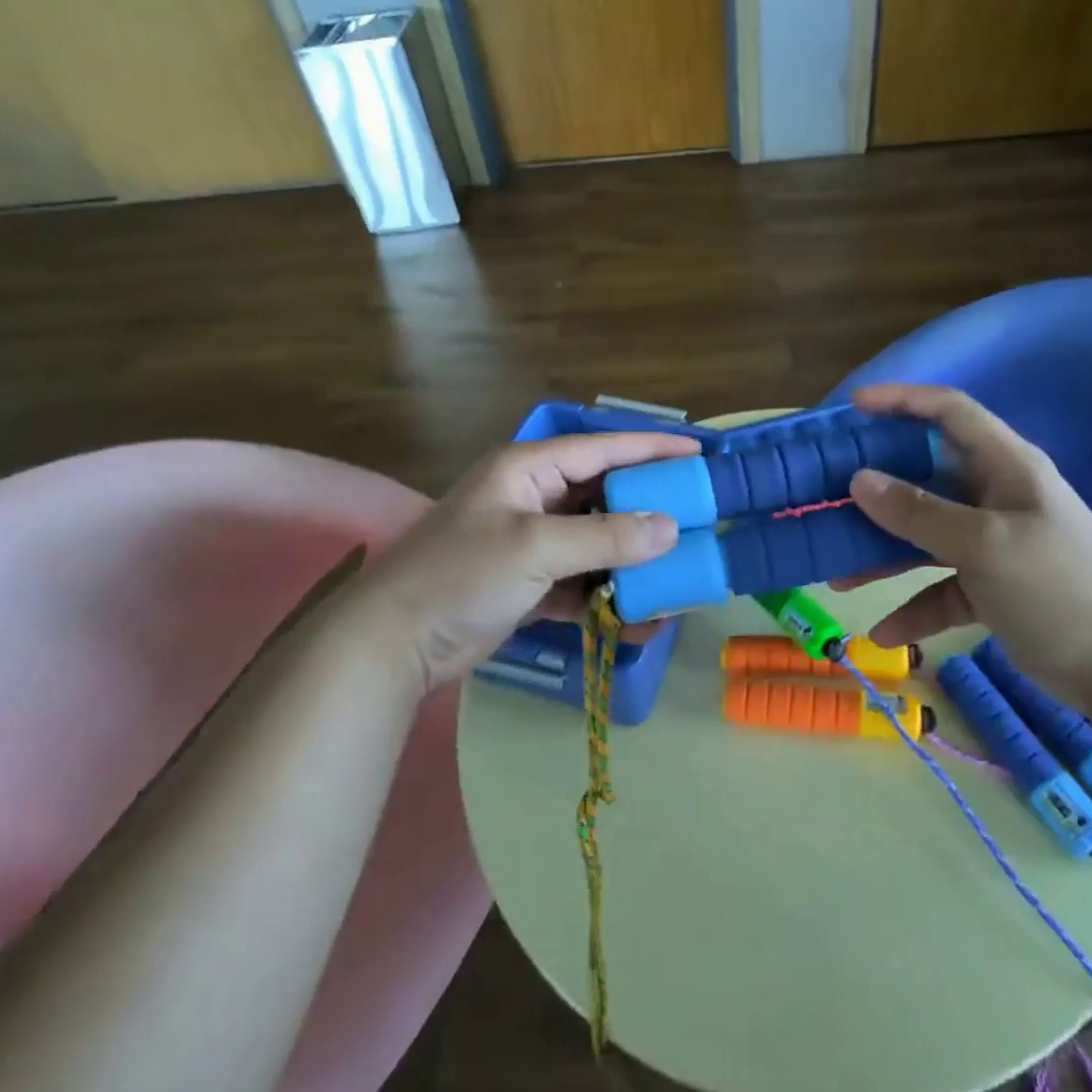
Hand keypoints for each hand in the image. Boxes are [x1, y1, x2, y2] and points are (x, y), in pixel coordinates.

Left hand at [348, 432, 698, 688]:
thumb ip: (606, 537)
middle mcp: (533, 497)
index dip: (652, 448)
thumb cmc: (462, 574)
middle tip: (700, 513)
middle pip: (604, 494)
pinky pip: (581, 580)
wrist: (392, 643)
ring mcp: (531, 542)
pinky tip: (642, 612)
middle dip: (649, 506)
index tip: (700, 453)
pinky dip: (608, 594)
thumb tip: (671, 528)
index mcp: (529, 468)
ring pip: (596, 539)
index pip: (603, 448)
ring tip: (679, 566)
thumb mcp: (536, 547)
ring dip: (632, 556)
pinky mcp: (529, 582)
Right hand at [846, 384, 1091, 709]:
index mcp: (1003, 466)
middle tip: (824, 494)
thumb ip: (919, 513)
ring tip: (835, 574)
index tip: (850, 409)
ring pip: (923, 535)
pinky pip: (939, 586)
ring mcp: (991, 542)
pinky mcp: (991, 586)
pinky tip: (885, 635)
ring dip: (882, 553)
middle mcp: (994, 495)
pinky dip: (913, 606)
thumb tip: (858, 479)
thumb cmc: (1062, 588)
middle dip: (874, 486)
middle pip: (923, 475)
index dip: (901, 400)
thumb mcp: (985, 546)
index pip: (948, 411)